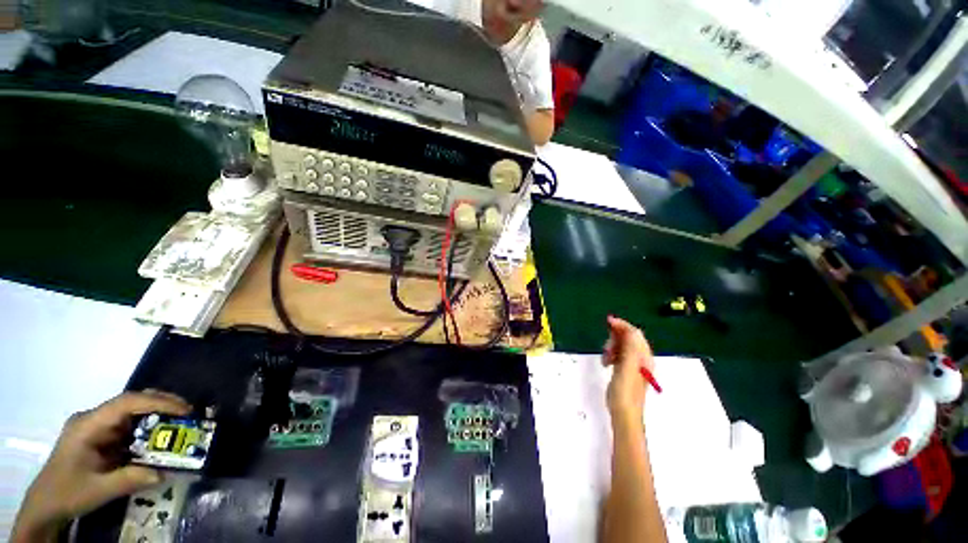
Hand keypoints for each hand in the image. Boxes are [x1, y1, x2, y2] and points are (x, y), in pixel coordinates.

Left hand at [11, 390, 190, 542]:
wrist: (45, 504)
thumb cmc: (68, 492)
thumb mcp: (99, 489)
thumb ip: (131, 479)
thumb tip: (165, 472)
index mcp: (89, 424)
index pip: (126, 403)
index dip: (158, 402)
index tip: (185, 410)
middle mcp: (94, 418)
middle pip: (131, 401)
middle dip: (163, 403)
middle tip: (190, 412)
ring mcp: (97, 426)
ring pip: (132, 412)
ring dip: (158, 415)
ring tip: (182, 422)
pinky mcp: (101, 436)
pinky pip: (128, 426)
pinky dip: (148, 428)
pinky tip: (160, 438)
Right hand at [602, 316, 654, 417]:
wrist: (624, 414)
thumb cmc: (625, 392)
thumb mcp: (626, 367)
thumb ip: (630, 348)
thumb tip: (630, 330)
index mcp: (643, 357)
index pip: (635, 334)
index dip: (622, 325)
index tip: (608, 321)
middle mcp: (641, 359)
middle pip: (628, 338)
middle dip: (615, 338)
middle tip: (606, 349)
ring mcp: (634, 365)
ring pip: (622, 346)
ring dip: (612, 347)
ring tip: (605, 358)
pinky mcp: (626, 370)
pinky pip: (619, 354)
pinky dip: (611, 354)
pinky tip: (606, 362)